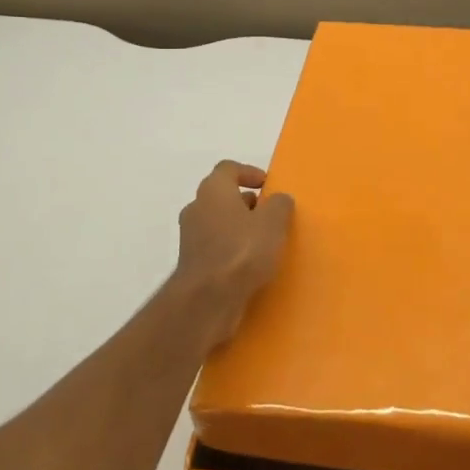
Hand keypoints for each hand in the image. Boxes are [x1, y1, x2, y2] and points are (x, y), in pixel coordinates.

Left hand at [171, 161, 294, 352]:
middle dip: (246, 203)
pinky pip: (215, 247)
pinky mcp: (192, 263)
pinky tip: (250, 265)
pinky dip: (231, 249)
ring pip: (218, 223)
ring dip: (239, 228)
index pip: (228, 169)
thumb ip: (279, 205)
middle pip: (222, 196)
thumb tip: (278, 199)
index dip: (249, 172)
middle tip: (269, 215)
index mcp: (213, 190)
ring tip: (264, 243)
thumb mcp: (273, 222)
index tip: (267, 185)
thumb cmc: (242, 251)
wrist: (207, 300)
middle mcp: (196, 208)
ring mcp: (190, 237)